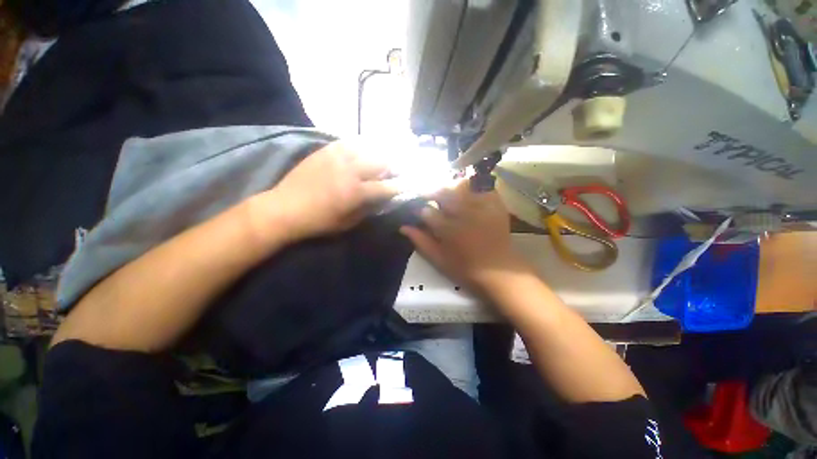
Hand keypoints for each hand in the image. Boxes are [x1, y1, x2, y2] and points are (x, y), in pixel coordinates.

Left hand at [247, 141, 399, 245]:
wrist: (284, 208)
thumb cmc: (318, 221)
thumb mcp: (348, 223)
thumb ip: (368, 209)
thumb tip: (381, 200)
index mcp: (356, 192)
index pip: (386, 186)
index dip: (400, 186)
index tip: (409, 185)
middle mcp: (350, 170)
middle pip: (381, 162)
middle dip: (394, 166)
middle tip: (398, 170)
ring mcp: (337, 157)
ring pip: (367, 148)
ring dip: (379, 154)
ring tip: (384, 158)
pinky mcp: (326, 150)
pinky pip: (349, 142)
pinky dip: (361, 146)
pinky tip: (364, 150)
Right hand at [400, 179, 531, 292]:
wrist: (499, 271)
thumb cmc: (466, 268)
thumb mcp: (439, 259)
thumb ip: (421, 241)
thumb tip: (403, 227)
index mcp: (448, 229)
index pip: (426, 211)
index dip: (419, 210)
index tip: (418, 212)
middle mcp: (463, 213)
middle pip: (442, 192)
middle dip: (431, 193)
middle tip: (429, 197)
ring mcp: (481, 206)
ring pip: (460, 185)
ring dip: (450, 187)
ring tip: (447, 194)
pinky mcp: (495, 204)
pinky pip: (482, 186)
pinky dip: (472, 185)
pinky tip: (467, 191)